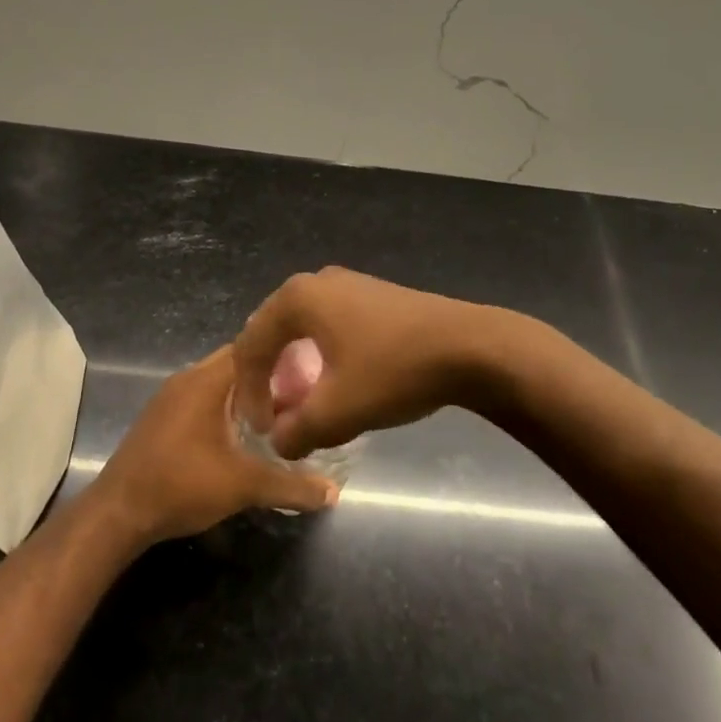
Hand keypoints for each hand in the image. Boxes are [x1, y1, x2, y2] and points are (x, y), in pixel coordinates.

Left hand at [90, 347, 337, 545]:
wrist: (119, 512)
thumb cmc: (182, 484)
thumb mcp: (243, 486)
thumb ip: (291, 485)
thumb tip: (333, 491)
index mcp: (206, 380)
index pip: (252, 348)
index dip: (285, 357)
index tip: (314, 372)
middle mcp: (187, 378)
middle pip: (236, 364)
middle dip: (269, 378)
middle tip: (303, 396)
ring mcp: (170, 398)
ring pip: (218, 383)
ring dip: (246, 395)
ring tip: (281, 415)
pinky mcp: (162, 418)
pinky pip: (203, 400)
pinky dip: (226, 409)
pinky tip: (243, 435)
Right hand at [233, 268, 489, 459]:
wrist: (471, 347)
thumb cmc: (394, 371)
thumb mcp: (338, 412)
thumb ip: (296, 430)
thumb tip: (280, 441)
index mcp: (296, 298)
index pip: (251, 346)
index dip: (249, 392)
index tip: (261, 430)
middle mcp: (315, 281)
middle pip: (272, 331)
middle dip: (267, 375)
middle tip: (274, 413)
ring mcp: (347, 283)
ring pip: (302, 327)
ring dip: (293, 364)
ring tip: (302, 400)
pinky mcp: (373, 294)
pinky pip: (328, 323)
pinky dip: (320, 352)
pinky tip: (337, 378)